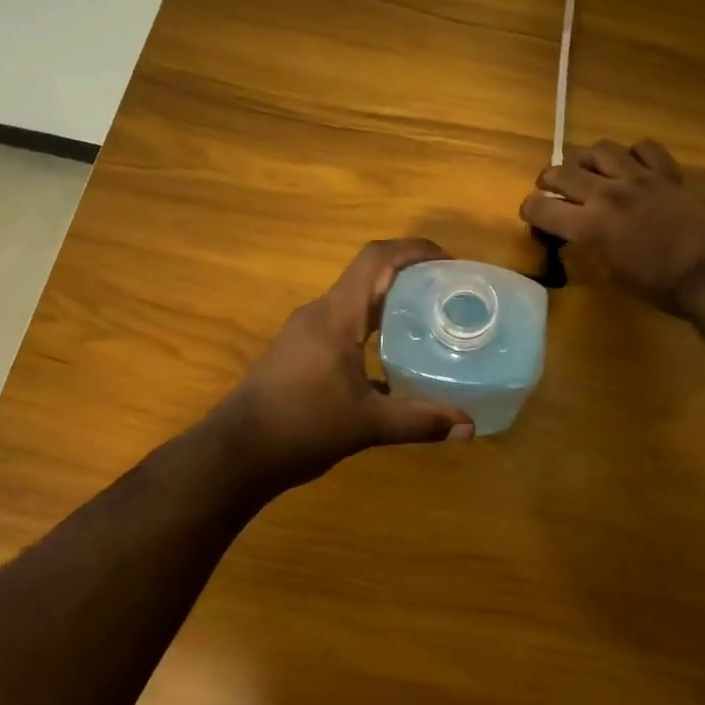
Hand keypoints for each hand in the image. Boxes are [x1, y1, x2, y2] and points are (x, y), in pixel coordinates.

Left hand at [214, 239, 475, 490]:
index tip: (450, 262)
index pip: (376, 259)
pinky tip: (392, 361)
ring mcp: (305, 332)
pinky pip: (342, 323)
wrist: (235, 454)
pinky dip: (371, 328)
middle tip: (449, 293)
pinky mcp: (298, 351)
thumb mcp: (367, 425)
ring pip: (354, 300)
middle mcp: (319, 313)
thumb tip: (469, 427)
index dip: (415, 250)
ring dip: (389, 301)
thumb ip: (420, 421)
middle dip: (410, 275)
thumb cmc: (300, 428)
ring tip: (429, 320)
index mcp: (337, 316)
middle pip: (368, 275)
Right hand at [519, 140, 704, 314]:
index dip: (529, 209)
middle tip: (552, 189)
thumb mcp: (613, 272)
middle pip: (562, 171)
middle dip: (549, 180)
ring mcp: (639, 178)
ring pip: (599, 149)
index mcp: (589, 226)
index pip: (541, 207)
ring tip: (592, 171)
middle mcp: (607, 194)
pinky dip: (633, 155)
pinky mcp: (667, 172)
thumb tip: (583, 234)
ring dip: (588, 160)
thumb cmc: (660, 286)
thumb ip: (592, 245)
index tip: (532, 214)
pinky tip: (634, 167)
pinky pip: (643, 147)